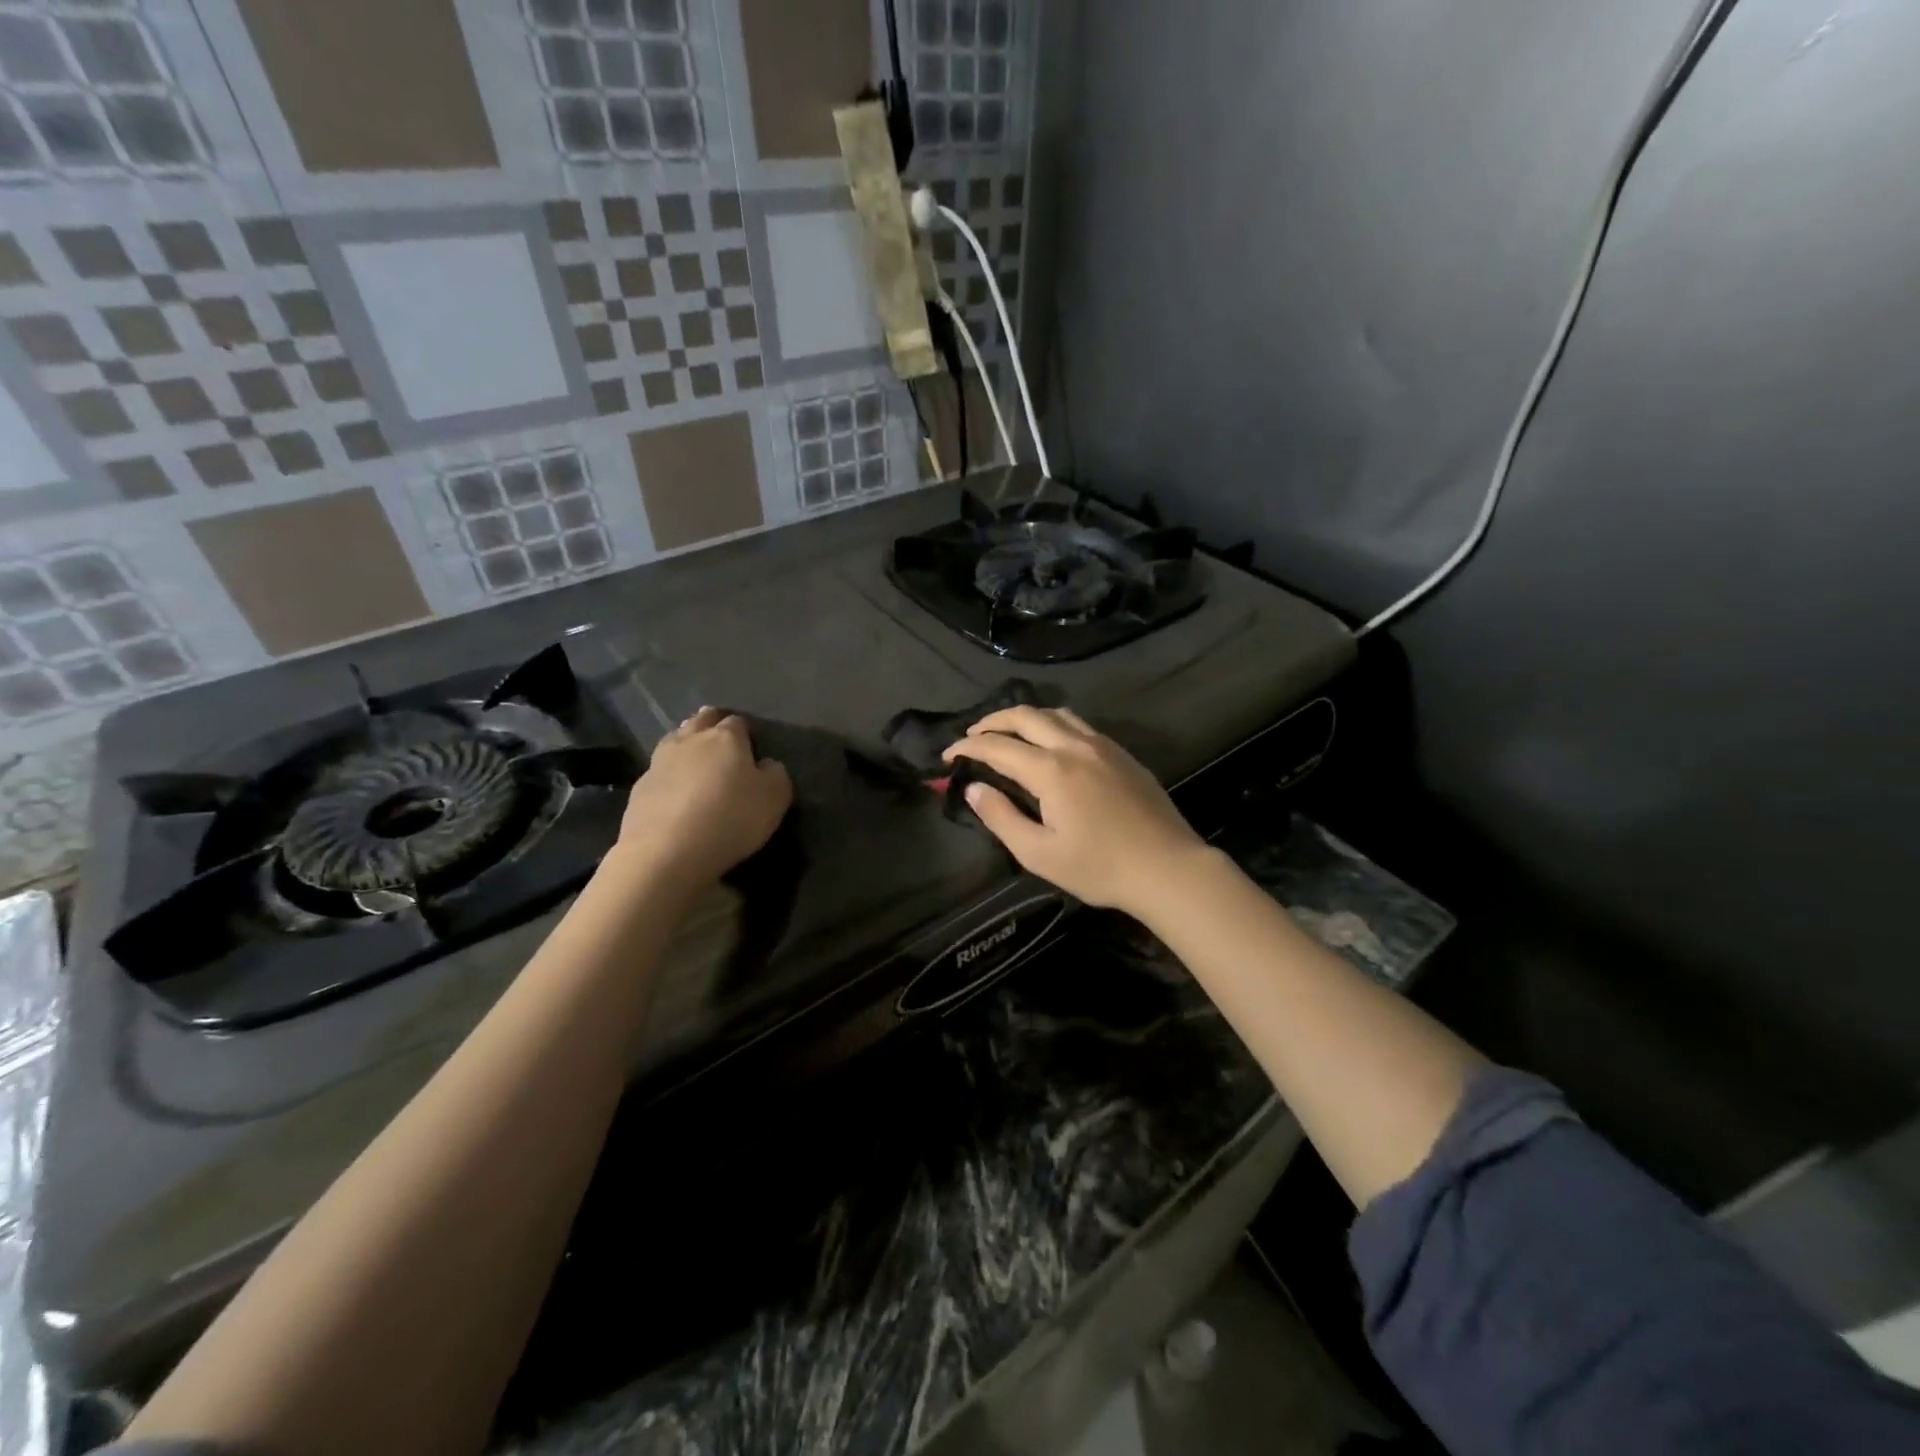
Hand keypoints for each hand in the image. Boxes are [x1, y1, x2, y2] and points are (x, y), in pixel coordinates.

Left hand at [608, 708, 791, 890]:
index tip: (751, 745)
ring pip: (675, 740)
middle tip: (720, 738)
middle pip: (701, 721)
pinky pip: (658, 771)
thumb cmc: (730, 818)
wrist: (666, 852)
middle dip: (711, 724)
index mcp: (726, 738)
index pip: (737, 722)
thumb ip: (775, 774)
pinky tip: (674, 792)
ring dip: (686, 745)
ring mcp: (659, 762)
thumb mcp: (775, 798)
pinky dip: (668, 776)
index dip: (745, 731)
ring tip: (695, 759)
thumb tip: (766, 765)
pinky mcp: (639, 788)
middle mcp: (691, 741)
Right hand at [942, 706, 1207, 914]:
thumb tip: (973, 789)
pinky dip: (1052, 723)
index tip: (948, 755)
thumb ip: (1001, 818)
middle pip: (1026, 716)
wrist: (1168, 867)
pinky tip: (1051, 742)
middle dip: (993, 721)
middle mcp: (1074, 746)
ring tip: (1008, 732)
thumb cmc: (1099, 867)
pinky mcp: (1121, 753)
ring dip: (1025, 717)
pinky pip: (1079, 724)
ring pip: (1055, 713)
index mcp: (1051, 770)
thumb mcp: (1039, 854)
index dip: (968, 747)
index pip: (998, 747)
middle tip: (972, 735)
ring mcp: (1102, 746)